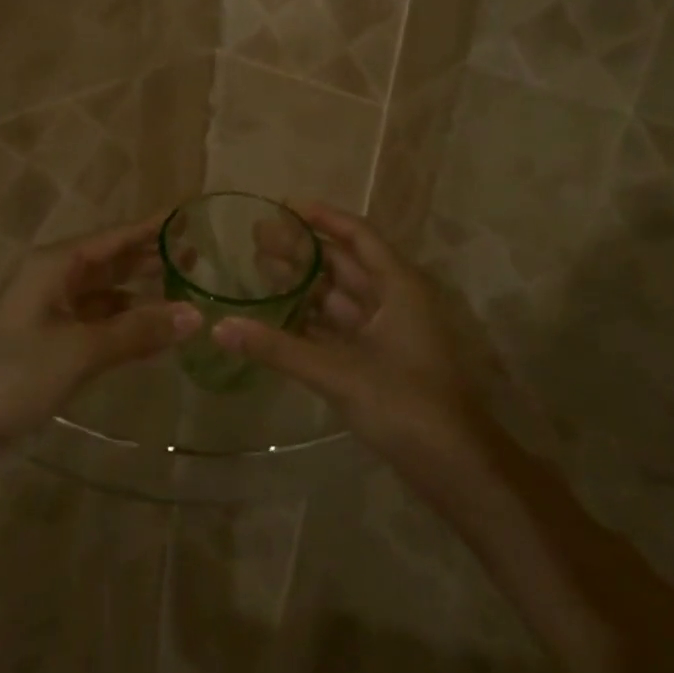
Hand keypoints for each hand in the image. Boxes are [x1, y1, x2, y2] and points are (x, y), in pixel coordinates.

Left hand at [0, 216, 199, 442]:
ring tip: (185, 293)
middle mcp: (55, 279)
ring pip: (106, 294)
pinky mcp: (51, 343)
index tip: (190, 216)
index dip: (153, 226)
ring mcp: (51, 312)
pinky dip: (125, 324)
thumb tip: (195, 315)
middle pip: (112, 261)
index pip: (116, 236)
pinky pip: (98, 323)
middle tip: (200, 258)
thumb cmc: (13, 373)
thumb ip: (138, 331)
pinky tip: (153, 333)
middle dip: (151, 258)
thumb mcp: (81, 349)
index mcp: (57, 264)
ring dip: (141, 294)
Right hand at [213, 203, 492, 461]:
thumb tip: (219, 328)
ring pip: (339, 297)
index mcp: (398, 286)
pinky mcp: (380, 361)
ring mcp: (388, 332)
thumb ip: (277, 348)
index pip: (357, 235)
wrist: (455, 466)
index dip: (322, 217)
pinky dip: (310, 321)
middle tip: (256, 236)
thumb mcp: (337, 372)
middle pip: (344, 264)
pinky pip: (339, 329)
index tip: (283, 206)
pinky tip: (277, 316)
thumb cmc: (404, 403)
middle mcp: (394, 300)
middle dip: (301, 250)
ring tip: (258, 269)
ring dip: (303, 284)